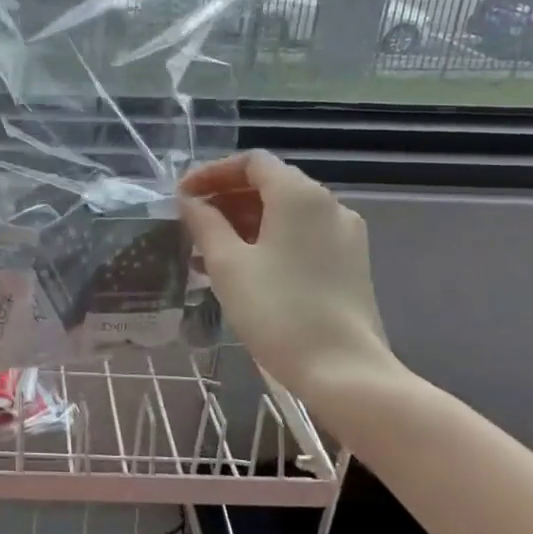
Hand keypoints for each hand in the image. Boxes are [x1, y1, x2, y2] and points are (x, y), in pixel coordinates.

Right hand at [178, 151, 396, 397]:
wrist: (344, 370)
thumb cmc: (278, 310)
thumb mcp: (227, 264)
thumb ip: (204, 223)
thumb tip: (191, 201)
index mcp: (299, 195)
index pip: (252, 162)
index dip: (213, 173)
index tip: (182, 195)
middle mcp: (328, 205)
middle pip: (270, 184)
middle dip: (226, 198)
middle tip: (191, 221)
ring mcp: (344, 235)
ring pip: (285, 213)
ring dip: (244, 221)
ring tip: (207, 249)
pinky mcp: (349, 263)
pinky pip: (301, 236)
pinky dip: (268, 239)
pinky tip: (241, 268)